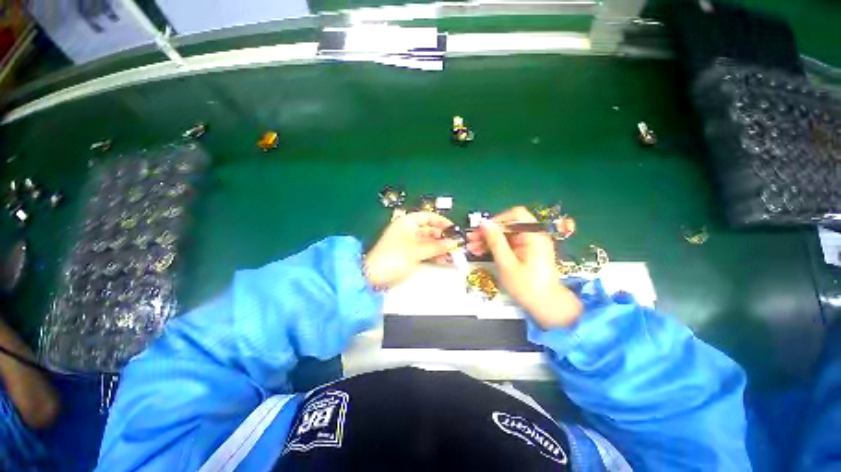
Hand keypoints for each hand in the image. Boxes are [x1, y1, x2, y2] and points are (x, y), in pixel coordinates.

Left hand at [365, 212, 460, 288]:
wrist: (374, 275)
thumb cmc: (393, 256)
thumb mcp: (416, 250)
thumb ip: (436, 246)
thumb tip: (453, 242)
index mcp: (407, 222)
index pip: (428, 216)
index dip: (441, 221)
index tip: (454, 228)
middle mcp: (408, 230)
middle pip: (429, 230)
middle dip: (443, 237)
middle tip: (455, 244)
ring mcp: (408, 243)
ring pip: (428, 242)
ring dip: (439, 247)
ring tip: (452, 254)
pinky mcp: (408, 254)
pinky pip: (424, 251)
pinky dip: (433, 254)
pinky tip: (443, 259)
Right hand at [467, 207, 581, 328]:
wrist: (547, 307)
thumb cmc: (528, 287)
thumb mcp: (507, 264)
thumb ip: (495, 242)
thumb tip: (484, 223)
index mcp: (534, 236)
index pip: (516, 214)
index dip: (497, 220)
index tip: (482, 230)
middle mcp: (533, 236)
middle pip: (508, 225)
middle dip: (489, 232)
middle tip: (471, 239)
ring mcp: (529, 244)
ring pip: (505, 235)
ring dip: (489, 240)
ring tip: (472, 247)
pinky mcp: (525, 252)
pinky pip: (508, 244)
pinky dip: (495, 247)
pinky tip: (481, 252)